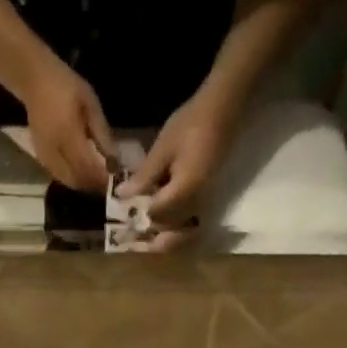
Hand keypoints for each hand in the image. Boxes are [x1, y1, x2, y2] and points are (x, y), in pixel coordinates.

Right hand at [20, 58, 113, 191]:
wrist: (34, 82)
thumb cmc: (66, 87)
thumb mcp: (91, 105)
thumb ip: (102, 134)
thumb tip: (115, 160)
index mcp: (68, 136)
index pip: (87, 168)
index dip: (101, 179)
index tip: (115, 180)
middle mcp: (55, 152)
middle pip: (77, 180)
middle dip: (93, 185)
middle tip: (107, 183)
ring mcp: (45, 157)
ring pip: (68, 182)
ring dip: (83, 184)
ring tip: (96, 178)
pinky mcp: (41, 158)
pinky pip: (59, 176)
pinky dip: (72, 178)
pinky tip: (81, 171)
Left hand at [118, 88, 238, 228]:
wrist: (223, 111)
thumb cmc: (191, 124)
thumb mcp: (163, 148)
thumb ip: (144, 176)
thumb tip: (122, 196)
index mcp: (184, 192)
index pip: (156, 215)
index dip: (138, 217)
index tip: (124, 214)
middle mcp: (197, 204)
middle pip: (170, 230)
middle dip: (150, 233)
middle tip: (132, 230)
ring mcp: (205, 204)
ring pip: (183, 233)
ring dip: (165, 236)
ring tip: (147, 231)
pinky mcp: (208, 199)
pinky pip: (192, 224)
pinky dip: (177, 228)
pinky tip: (163, 218)